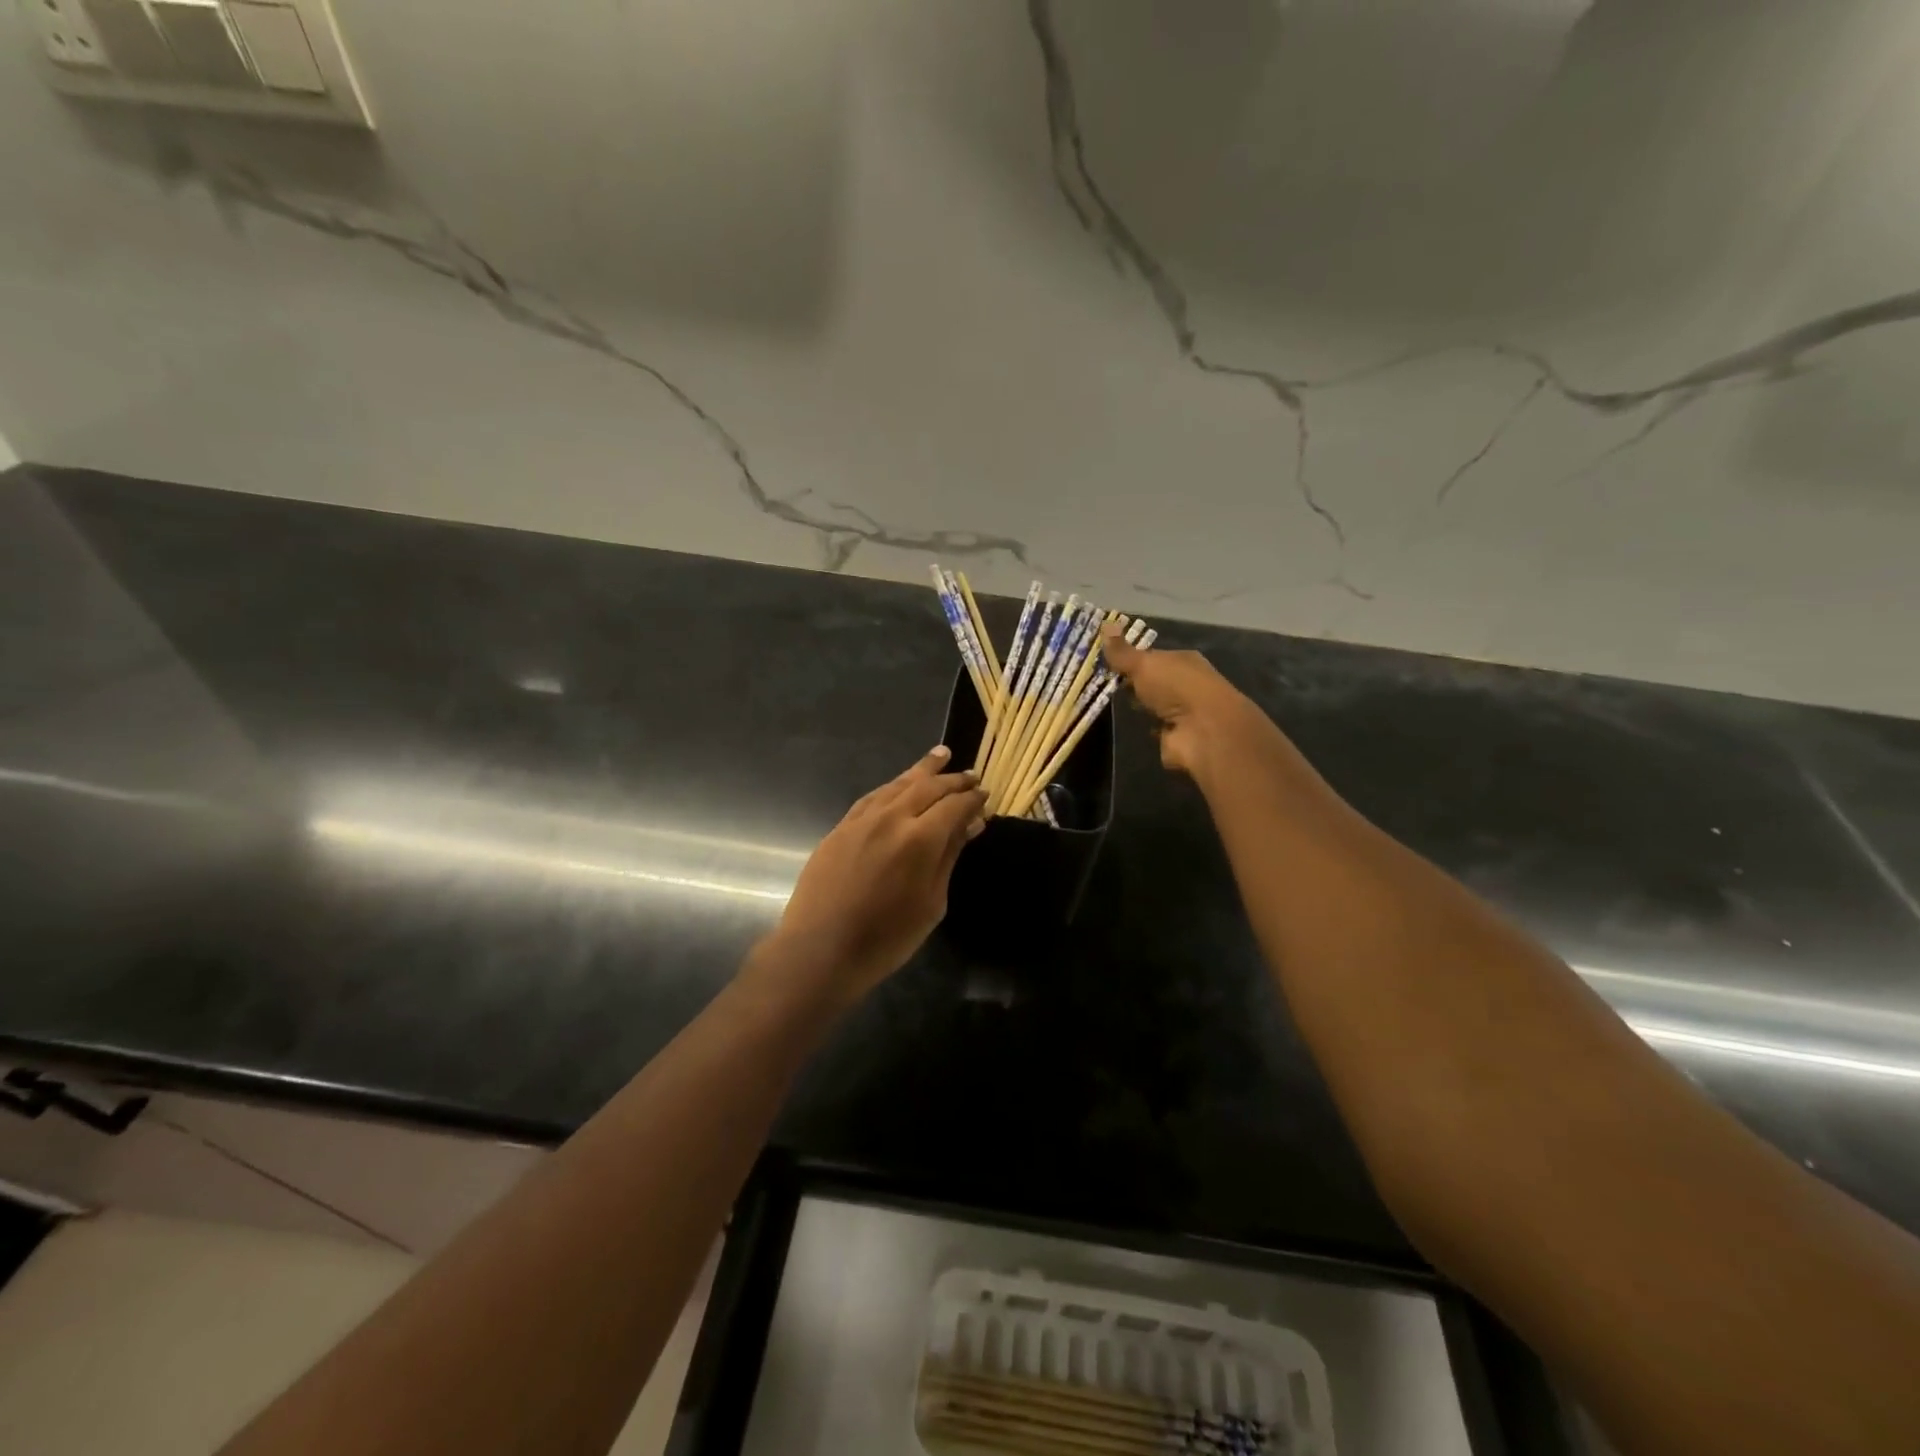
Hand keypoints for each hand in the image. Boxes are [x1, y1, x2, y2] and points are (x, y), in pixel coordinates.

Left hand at [766, 746, 986, 1004]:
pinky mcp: (841, 827)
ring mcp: (862, 819)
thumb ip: (950, 856)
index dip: (973, 798)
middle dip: (952, 779)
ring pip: (898, 784)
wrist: (820, 950)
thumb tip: (971, 824)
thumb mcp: (931, 902)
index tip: (986, 796)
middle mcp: (891, 818)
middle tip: (971, 775)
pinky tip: (900, 785)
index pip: (954, 805)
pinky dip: (893, 786)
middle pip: (927, 786)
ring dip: (922, 770)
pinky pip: (874, 796)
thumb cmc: (886, 938)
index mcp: (919, 838)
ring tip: (941, 755)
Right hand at [1101, 625, 1272, 778]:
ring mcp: (1183, 712)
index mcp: (1182, 660)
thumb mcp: (1143, 664)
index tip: (1106, 663)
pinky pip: (1156, 730)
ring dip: (1140, 708)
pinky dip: (1146, 729)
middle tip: (1103, 685)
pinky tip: (1129, 728)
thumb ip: (1122, 652)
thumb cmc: (1176, 687)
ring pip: (1155, 706)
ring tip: (1111, 707)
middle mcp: (1186, 684)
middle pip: (1154, 682)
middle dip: (1134, 684)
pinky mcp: (1178, 737)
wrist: (1203, 730)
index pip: (1153, 656)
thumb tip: (1105, 623)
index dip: (1131, 659)